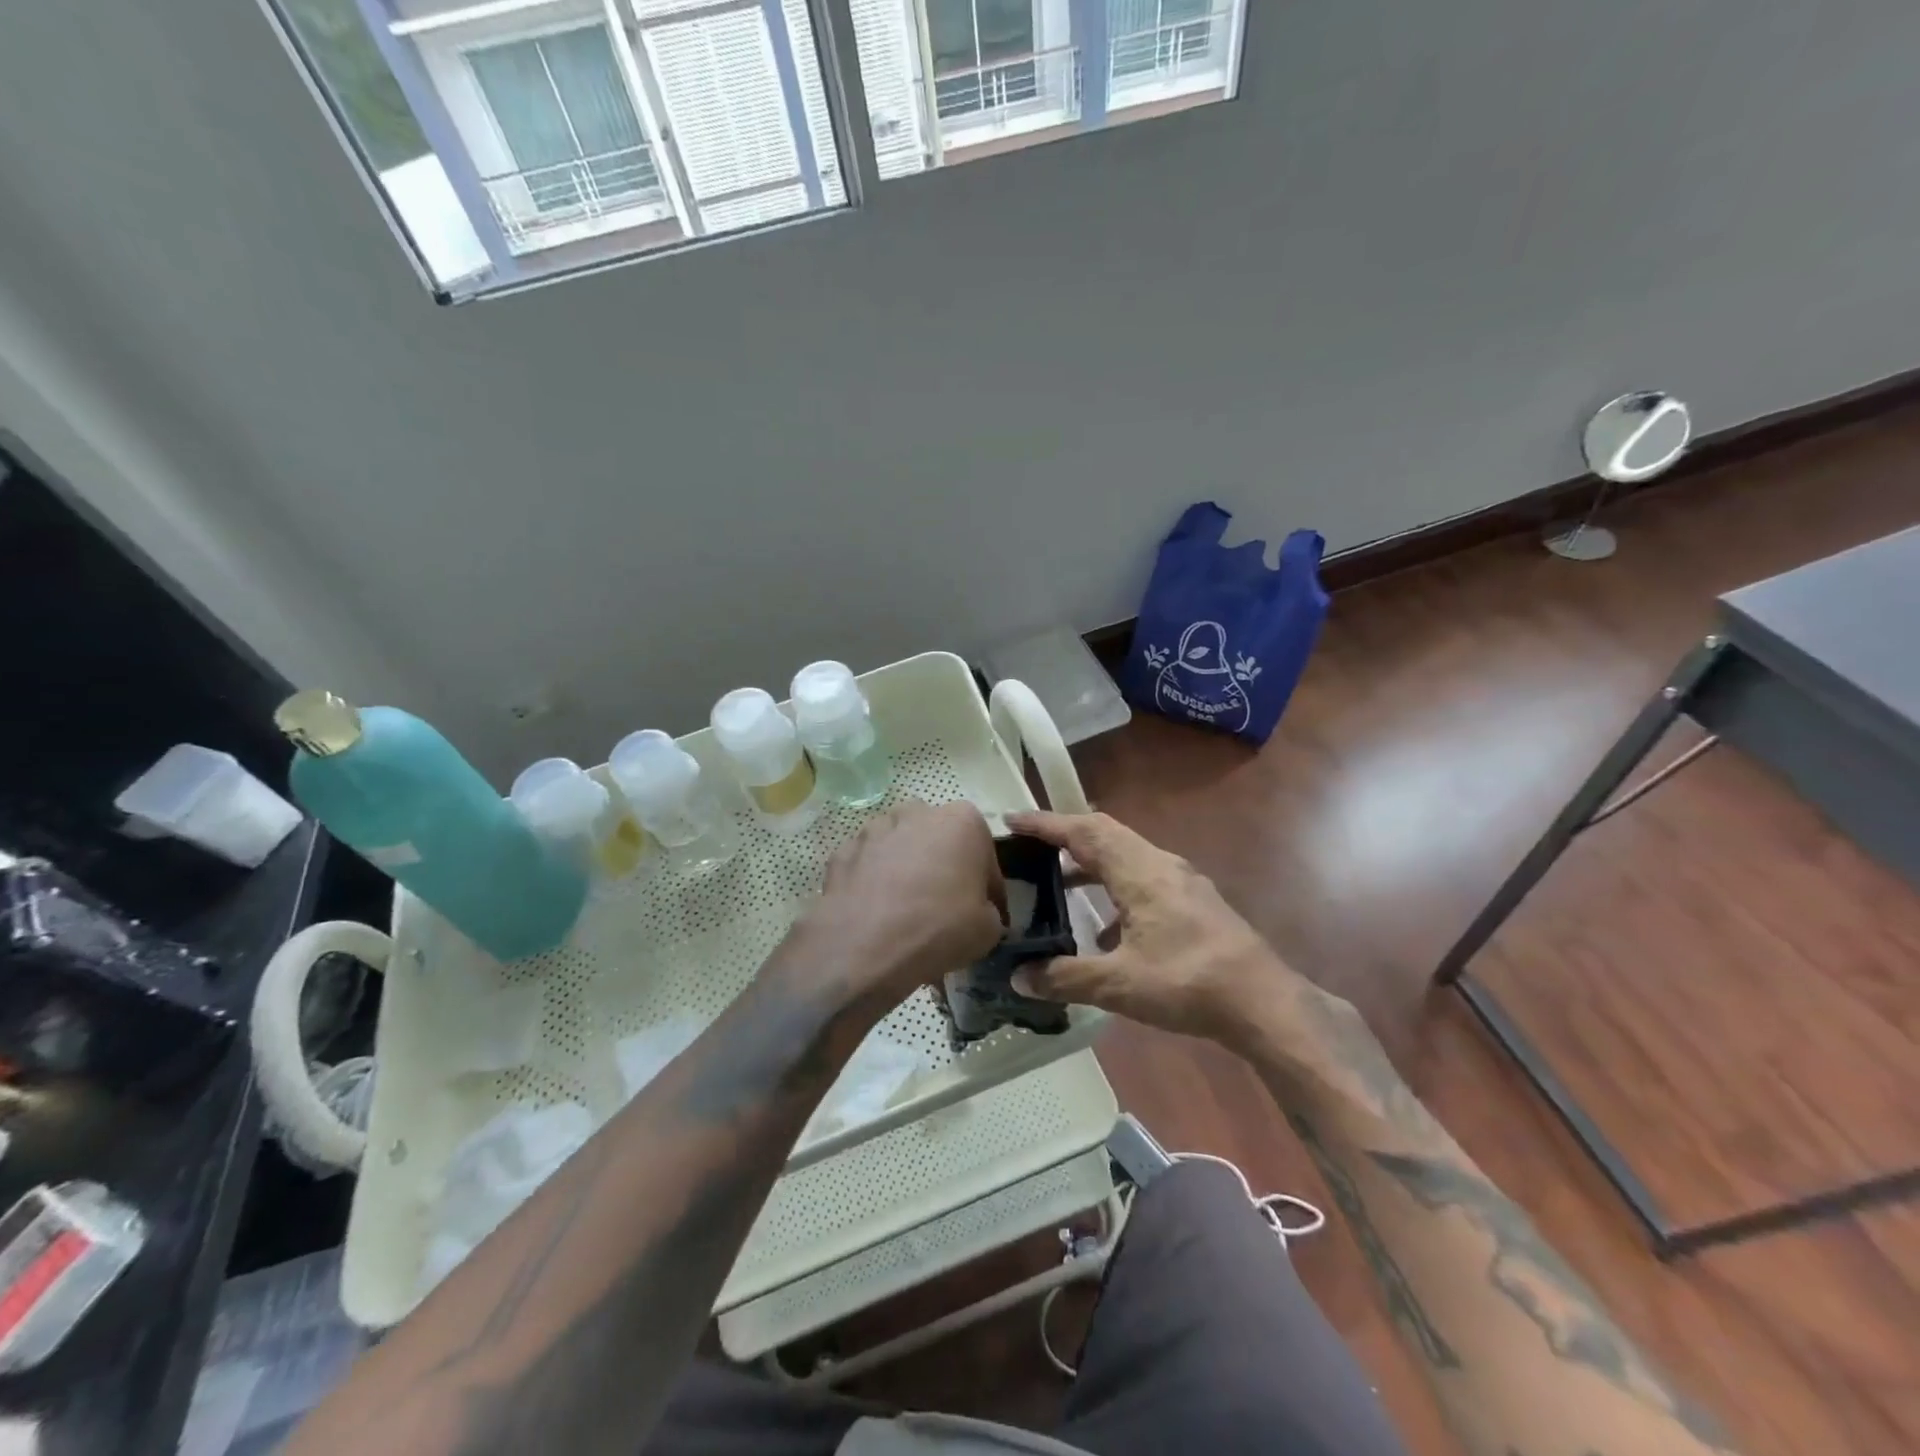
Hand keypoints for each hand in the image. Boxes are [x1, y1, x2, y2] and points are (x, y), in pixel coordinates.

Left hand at [795, 801, 1005, 1015]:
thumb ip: (989, 910)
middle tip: (945, 906)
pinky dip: (874, 881)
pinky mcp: (843, 850)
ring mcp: (875, 828)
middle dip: (943, 866)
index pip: (984, 854)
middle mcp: (918, 812)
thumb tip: (979, 912)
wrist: (865, 945)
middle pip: (939, 841)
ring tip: (906, 909)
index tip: (985, 911)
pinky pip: (868, 864)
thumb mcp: (989, 929)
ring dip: (906, 869)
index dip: (987, 886)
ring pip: (900, 846)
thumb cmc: (940, 927)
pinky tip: (876, 912)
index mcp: (962, 820)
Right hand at [1005, 810, 1332, 1049]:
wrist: (1264, 1002)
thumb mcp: (1119, 985)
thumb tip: (1018, 977)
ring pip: (1125, 854)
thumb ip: (1065, 977)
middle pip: (1105, 833)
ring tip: (1057, 882)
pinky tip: (1104, 929)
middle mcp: (1160, 864)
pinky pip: (1142, 877)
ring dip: (1090, 861)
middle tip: (1029, 845)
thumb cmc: (1188, 983)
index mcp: (1139, 872)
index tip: (1011, 820)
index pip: (1084, 832)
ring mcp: (1181, 881)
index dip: (1045, 824)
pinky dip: (1114, 887)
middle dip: (1065, 834)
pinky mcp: (1193, 901)